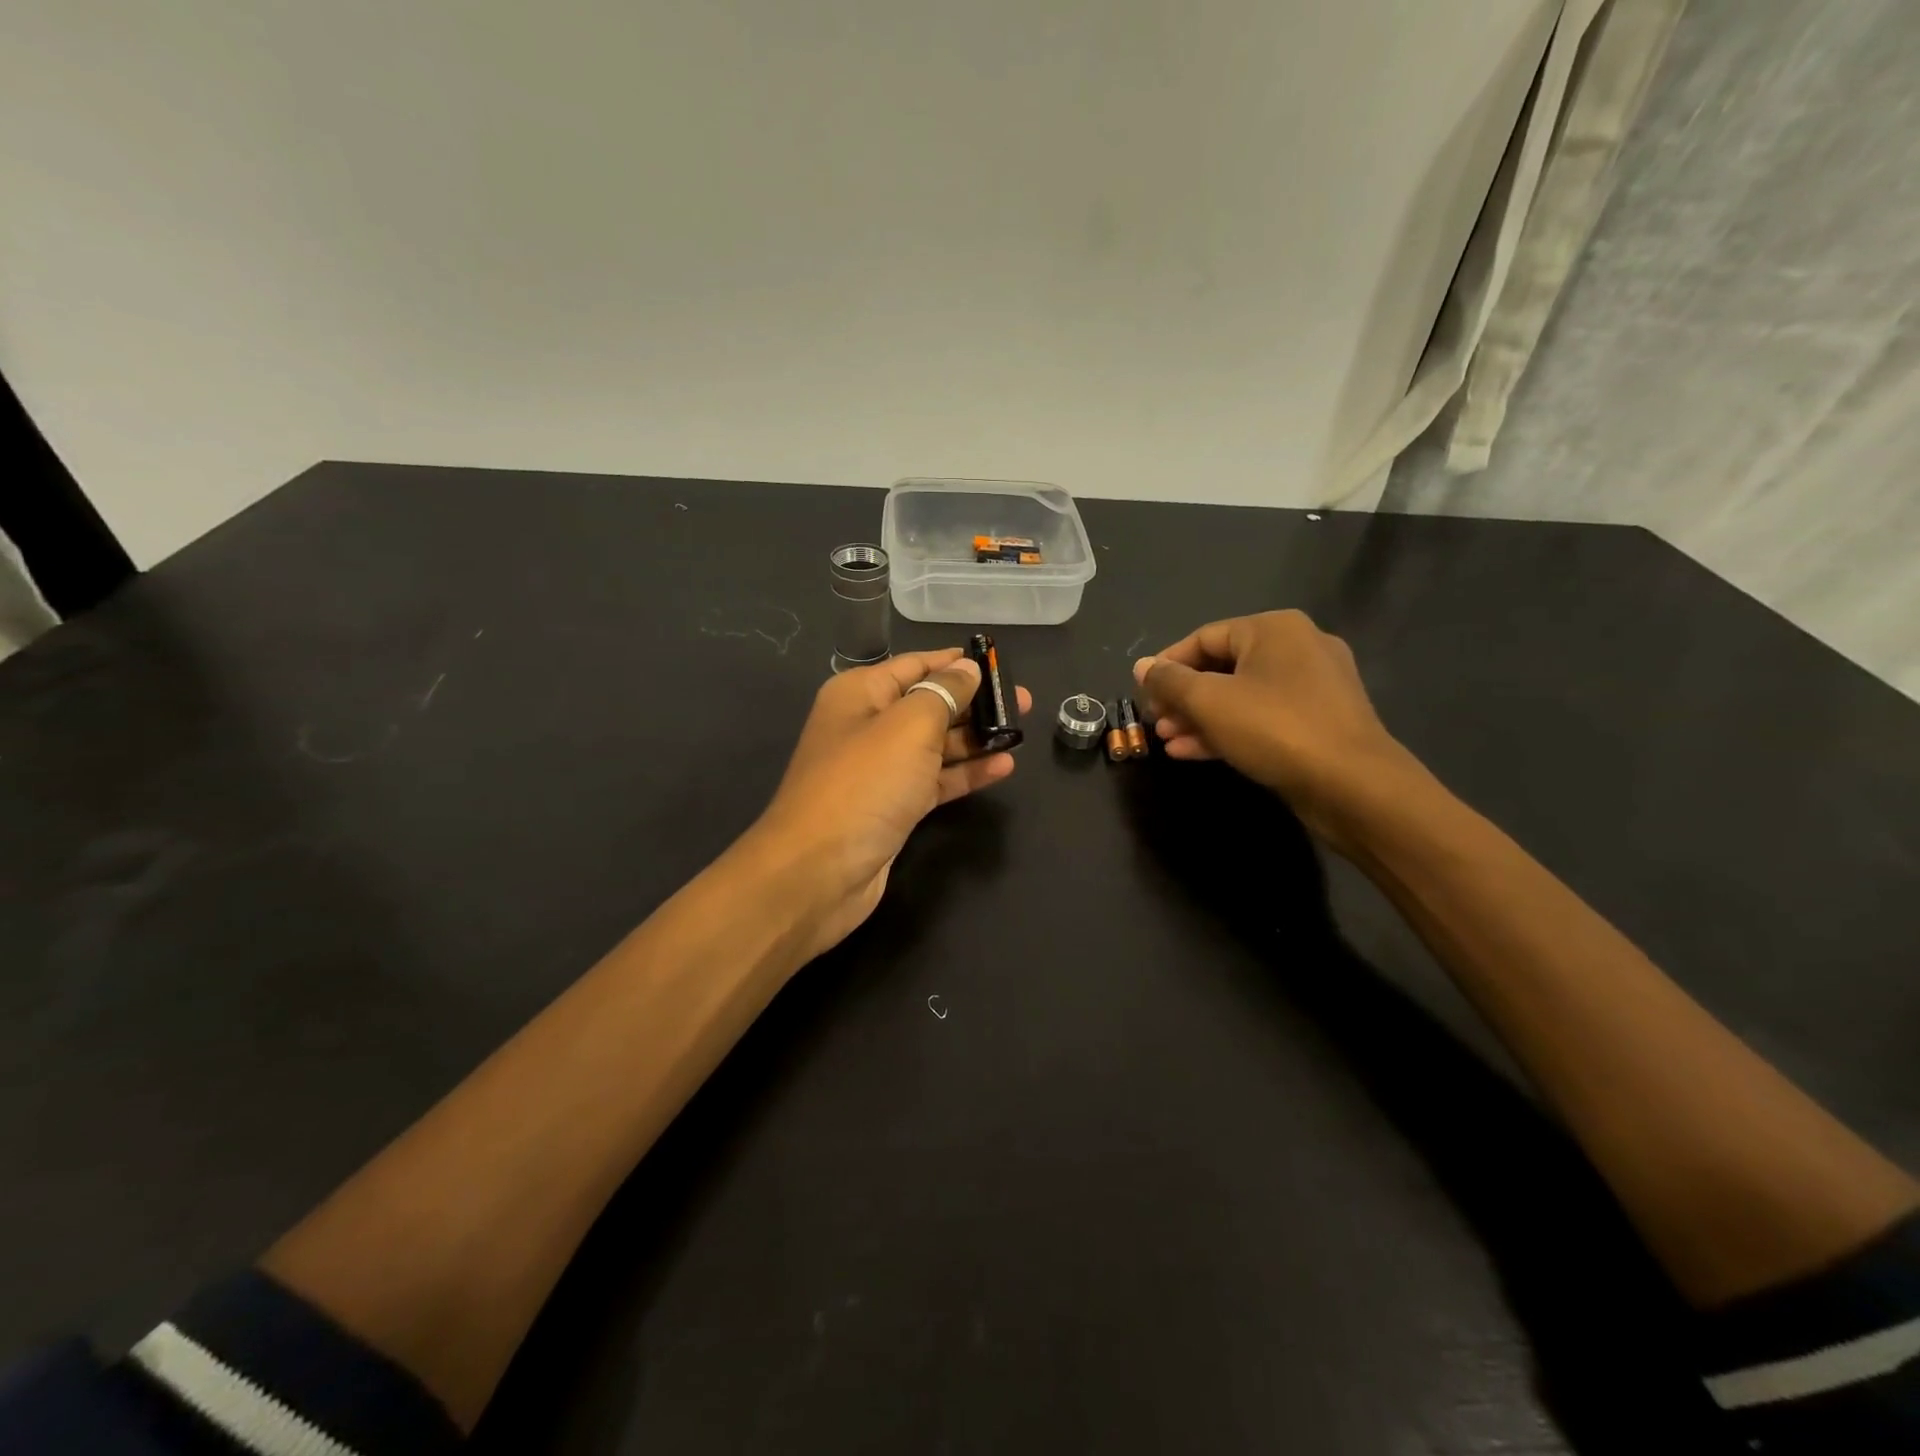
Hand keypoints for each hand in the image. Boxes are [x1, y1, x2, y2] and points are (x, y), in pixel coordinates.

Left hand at [749, 648, 1030, 960]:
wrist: (818, 872)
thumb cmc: (864, 784)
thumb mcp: (909, 727)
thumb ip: (944, 693)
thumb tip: (966, 668)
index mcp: (860, 694)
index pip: (916, 665)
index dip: (957, 662)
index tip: (1001, 662)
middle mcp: (867, 726)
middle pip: (929, 704)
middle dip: (975, 702)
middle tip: (1023, 701)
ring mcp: (879, 770)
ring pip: (935, 745)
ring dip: (975, 739)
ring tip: (1021, 732)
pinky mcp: (892, 807)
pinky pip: (934, 780)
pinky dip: (965, 773)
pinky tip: (1004, 767)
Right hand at [1133, 610, 1420, 851]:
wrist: (1353, 785)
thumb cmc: (1275, 728)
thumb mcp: (1210, 701)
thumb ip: (1170, 681)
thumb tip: (1142, 666)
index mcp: (1274, 630)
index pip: (1204, 637)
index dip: (1167, 664)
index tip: (1142, 692)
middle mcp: (1298, 648)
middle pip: (1223, 667)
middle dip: (1183, 697)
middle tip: (1155, 721)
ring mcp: (1313, 687)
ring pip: (1242, 696)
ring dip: (1200, 717)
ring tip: (1167, 740)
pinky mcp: (1319, 722)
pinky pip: (1263, 718)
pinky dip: (1228, 730)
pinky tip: (1192, 752)